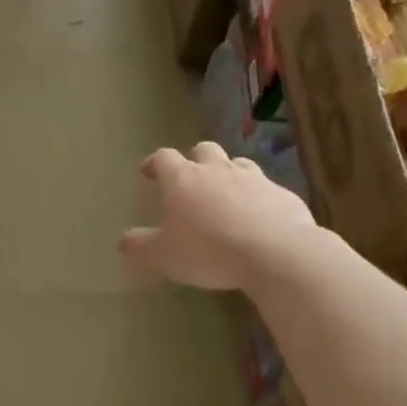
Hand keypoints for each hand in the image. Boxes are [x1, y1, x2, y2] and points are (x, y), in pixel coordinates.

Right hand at [120, 143, 312, 291]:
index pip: (162, 157)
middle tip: (189, 178)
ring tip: (225, 194)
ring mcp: (254, 178)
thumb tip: (124, 240)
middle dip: (194, 159)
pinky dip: (257, 197)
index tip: (148, 172)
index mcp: (182, 179)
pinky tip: (257, 217)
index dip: (154, 163)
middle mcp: (217, 170)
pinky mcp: (282, 194)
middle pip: (203, 150)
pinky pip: (265, 188)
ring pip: (237, 163)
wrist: (276, 253)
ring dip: (228, 173)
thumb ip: (139, 246)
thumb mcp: (162, 255)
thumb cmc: (208, 250)